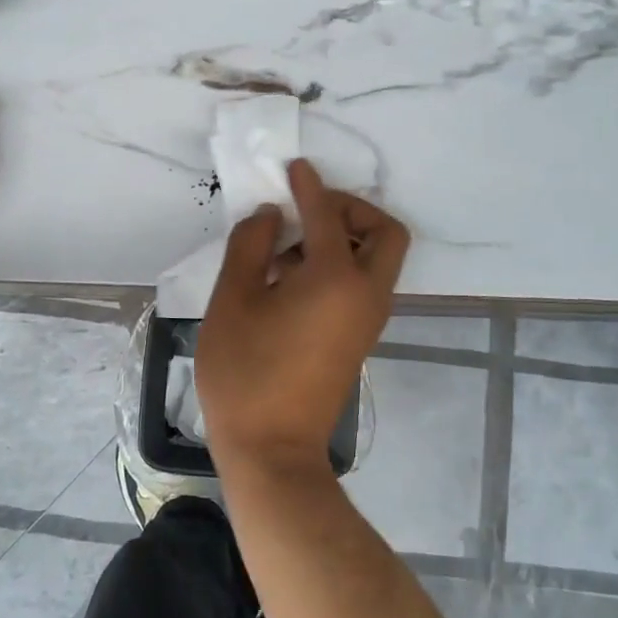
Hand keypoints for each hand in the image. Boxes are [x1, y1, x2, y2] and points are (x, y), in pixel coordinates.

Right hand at [196, 160, 409, 481]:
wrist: (272, 450)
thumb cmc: (245, 372)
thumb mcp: (233, 300)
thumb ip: (251, 245)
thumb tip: (272, 215)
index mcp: (337, 278)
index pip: (328, 214)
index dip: (309, 186)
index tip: (294, 167)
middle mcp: (366, 294)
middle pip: (384, 233)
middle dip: (352, 210)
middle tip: (309, 210)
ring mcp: (368, 319)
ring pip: (376, 259)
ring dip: (343, 239)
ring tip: (285, 250)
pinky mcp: (359, 338)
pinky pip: (362, 284)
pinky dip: (339, 266)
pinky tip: (290, 279)